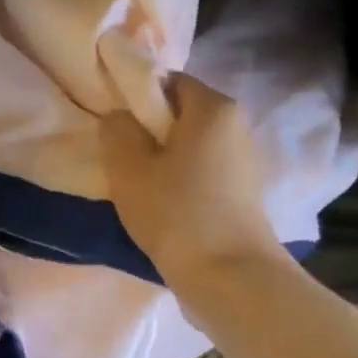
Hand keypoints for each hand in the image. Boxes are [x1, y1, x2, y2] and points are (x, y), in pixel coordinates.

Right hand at [100, 73, 286, 286]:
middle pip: (181, 114)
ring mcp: (244, 162)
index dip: (136, 96)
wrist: (229, 277)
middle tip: (119, 157)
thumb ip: (116, 129)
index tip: (113, 124)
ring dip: (162, 159)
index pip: (168, 81)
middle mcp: (236, 126)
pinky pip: (202, 172)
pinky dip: (180, 181)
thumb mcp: (128, 166)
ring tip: (138, 186)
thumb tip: (119, 117)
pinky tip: (163, 206)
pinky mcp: (243, 194)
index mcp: (213, 108)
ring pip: (190, 146)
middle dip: (148, 130)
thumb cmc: (176, 212)